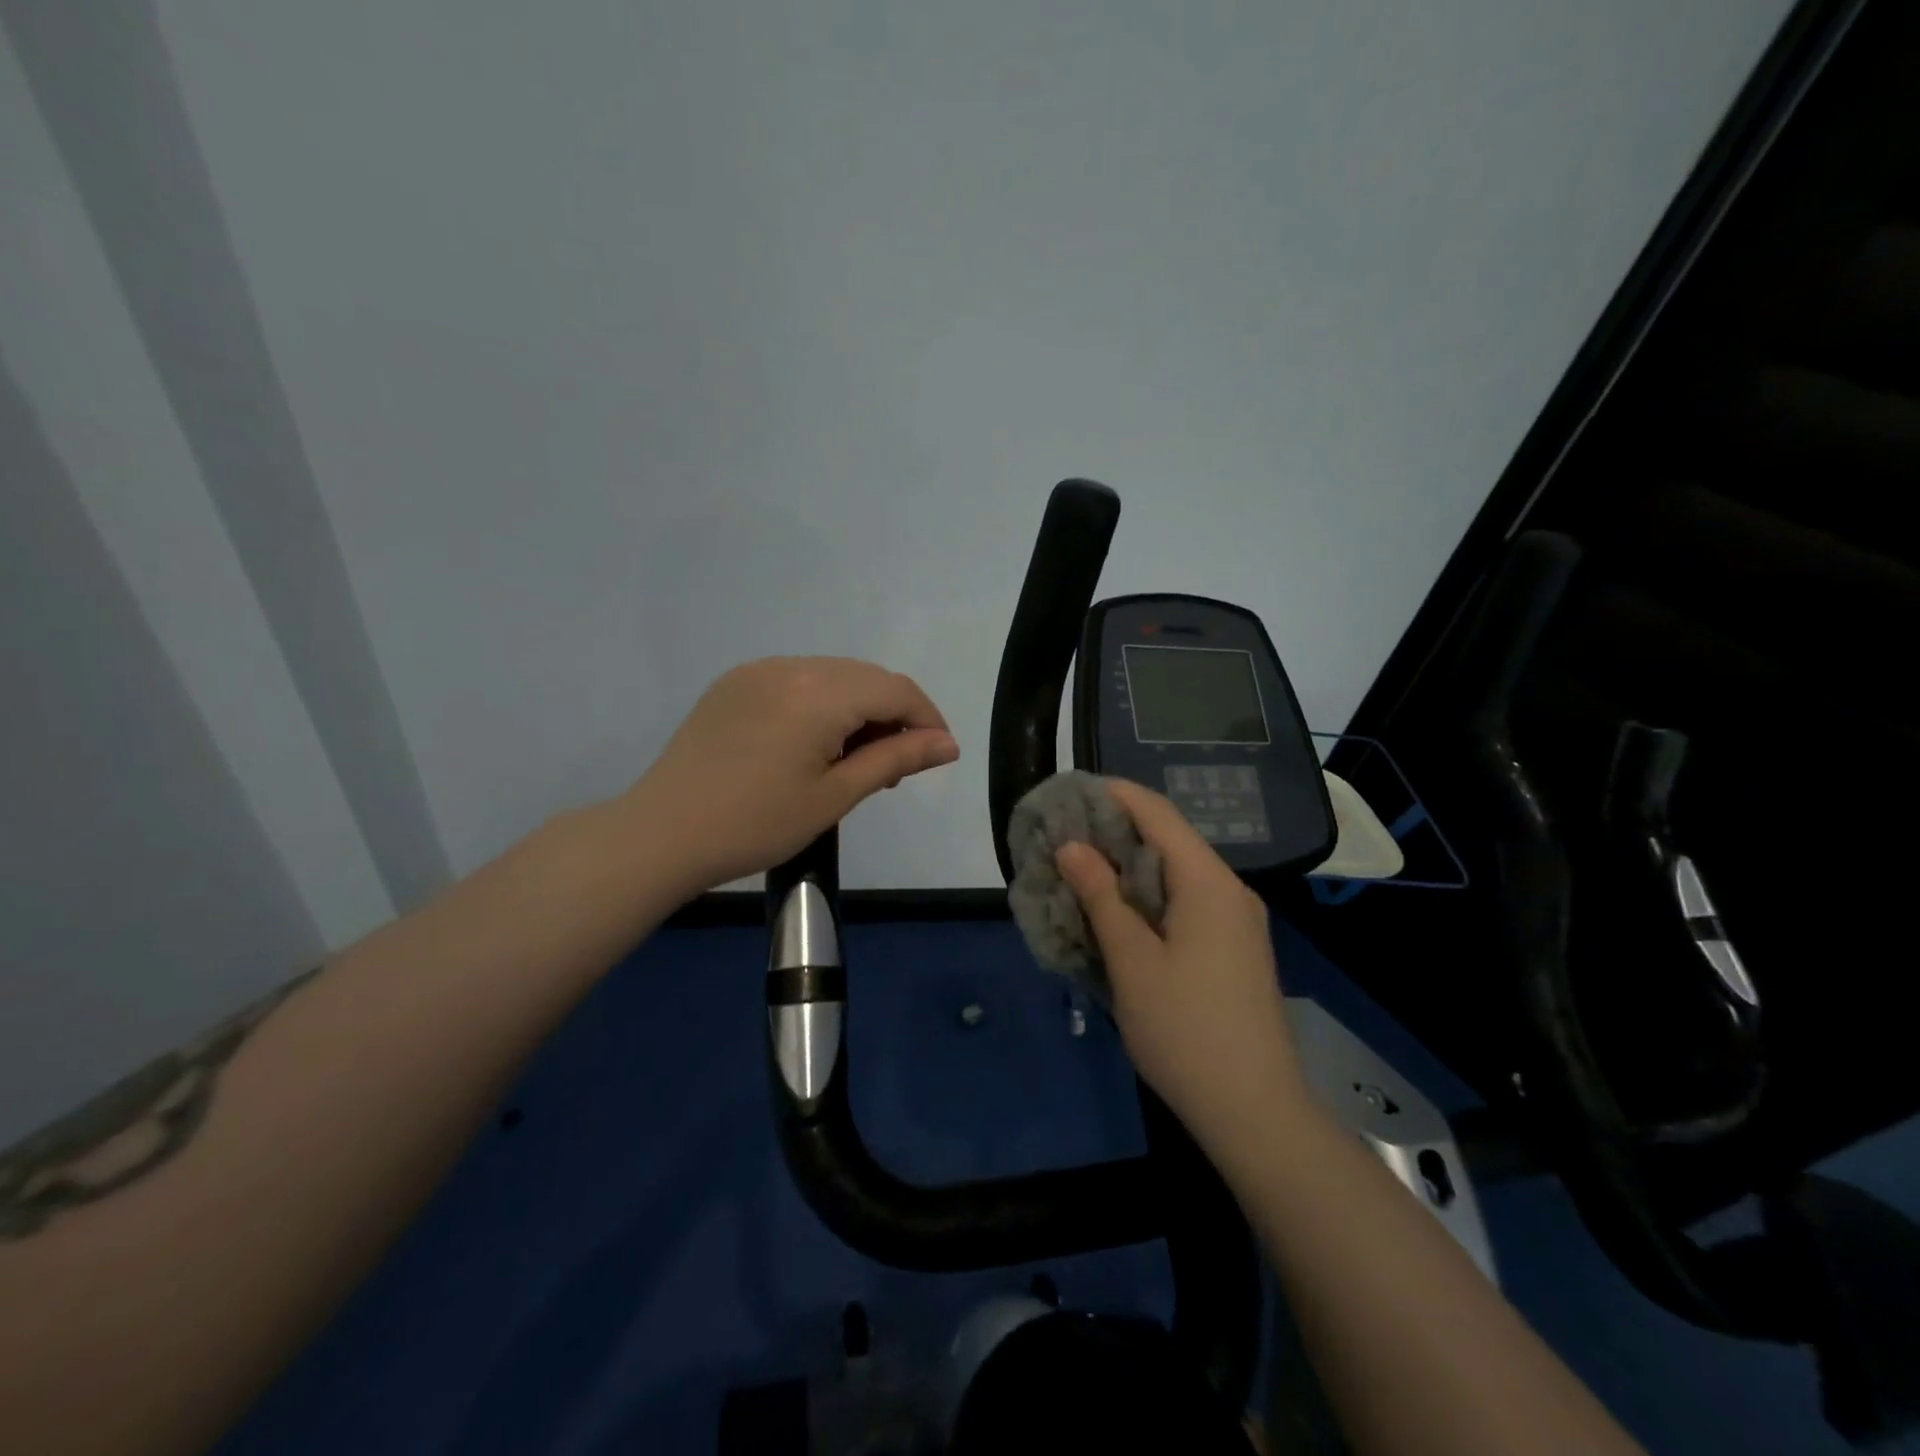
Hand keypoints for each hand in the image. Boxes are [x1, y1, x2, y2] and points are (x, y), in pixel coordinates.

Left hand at [623, 657, 958, 895]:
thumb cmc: (756, 824)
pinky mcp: (735, 683)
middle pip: (866, 677)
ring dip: (858, 709)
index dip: (926, 719)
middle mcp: (791, 666)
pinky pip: (798, 681)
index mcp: (819, 693)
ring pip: (833, 676)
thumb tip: (948, 744)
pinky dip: (822, 704)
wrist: (662, 834)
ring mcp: (758, 671)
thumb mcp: (834, 796)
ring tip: (854, 761)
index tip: (938, 755)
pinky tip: (814, 744)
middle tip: (893, 768)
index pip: (895, 689)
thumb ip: (895, 759)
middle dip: (893, 715)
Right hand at [1055, 779, 1307, 1151]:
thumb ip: (1101, 896)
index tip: (1068, 792)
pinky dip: (1146, 897)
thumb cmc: (1185, 1031)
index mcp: (1208, 882)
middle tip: (1061, 837)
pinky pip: (1184, 903)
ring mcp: (1236, 922)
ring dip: (1127, 868)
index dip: (1113, 794)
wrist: (1256, 1113)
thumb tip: (1071, 846)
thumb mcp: (1132, 961)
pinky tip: (1115, 915)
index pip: (1158, 813)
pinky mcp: (1233, 949)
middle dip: (1114, 832)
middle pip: (1168, 840)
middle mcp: (1228, 891)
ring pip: (1174, 874)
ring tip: (1078, 872)